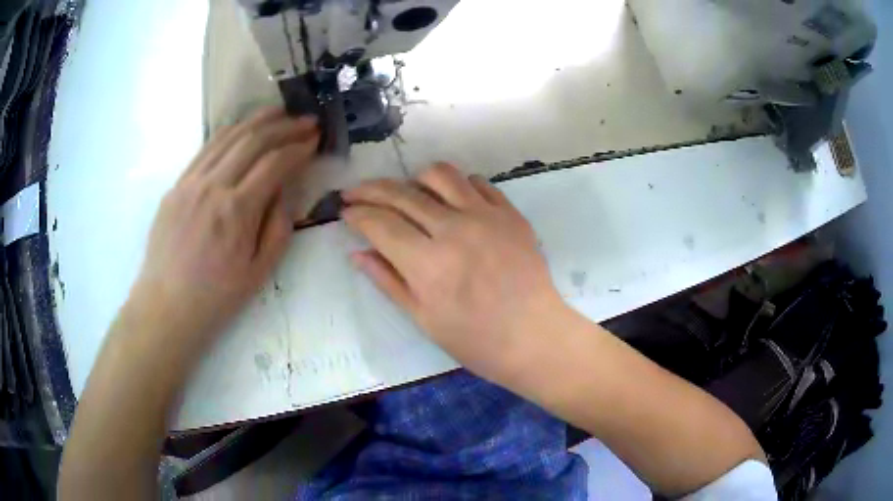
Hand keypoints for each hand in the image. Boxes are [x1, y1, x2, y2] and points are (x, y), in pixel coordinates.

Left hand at [130, 108, 318, 348]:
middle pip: (253, 140)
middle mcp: (213, 187)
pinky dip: (228, 133)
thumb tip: (287, 188)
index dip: (299, 147)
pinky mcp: (177, 185)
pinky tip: (242, 129)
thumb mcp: (259, 272)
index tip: (315, 139)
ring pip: (227, 136)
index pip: (275, 163)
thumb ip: (278, 226)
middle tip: (305, 120)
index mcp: (237, 212)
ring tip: (279, 112)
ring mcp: (190, 182)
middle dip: (284, 125)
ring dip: (257, 120)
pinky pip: (205, 149)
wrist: (167, 305)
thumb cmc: (216, 297)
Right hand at [343, 163, 568, 381]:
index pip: (380, 223)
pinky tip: (449, 201)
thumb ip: (388, 281)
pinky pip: (477, 183)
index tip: (345, 212)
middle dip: (370, 190)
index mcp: (428, 264)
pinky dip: (455, 186)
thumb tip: (356, 253)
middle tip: (355, 193)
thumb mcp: (423, 319)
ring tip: (405, 193)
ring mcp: (486, 216)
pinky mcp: (510, 213)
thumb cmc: (476, 340)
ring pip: (440, 174)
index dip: (357, 214)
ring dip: (413, 179)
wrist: (534, 336)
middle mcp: (455, 229)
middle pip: (401, 193)